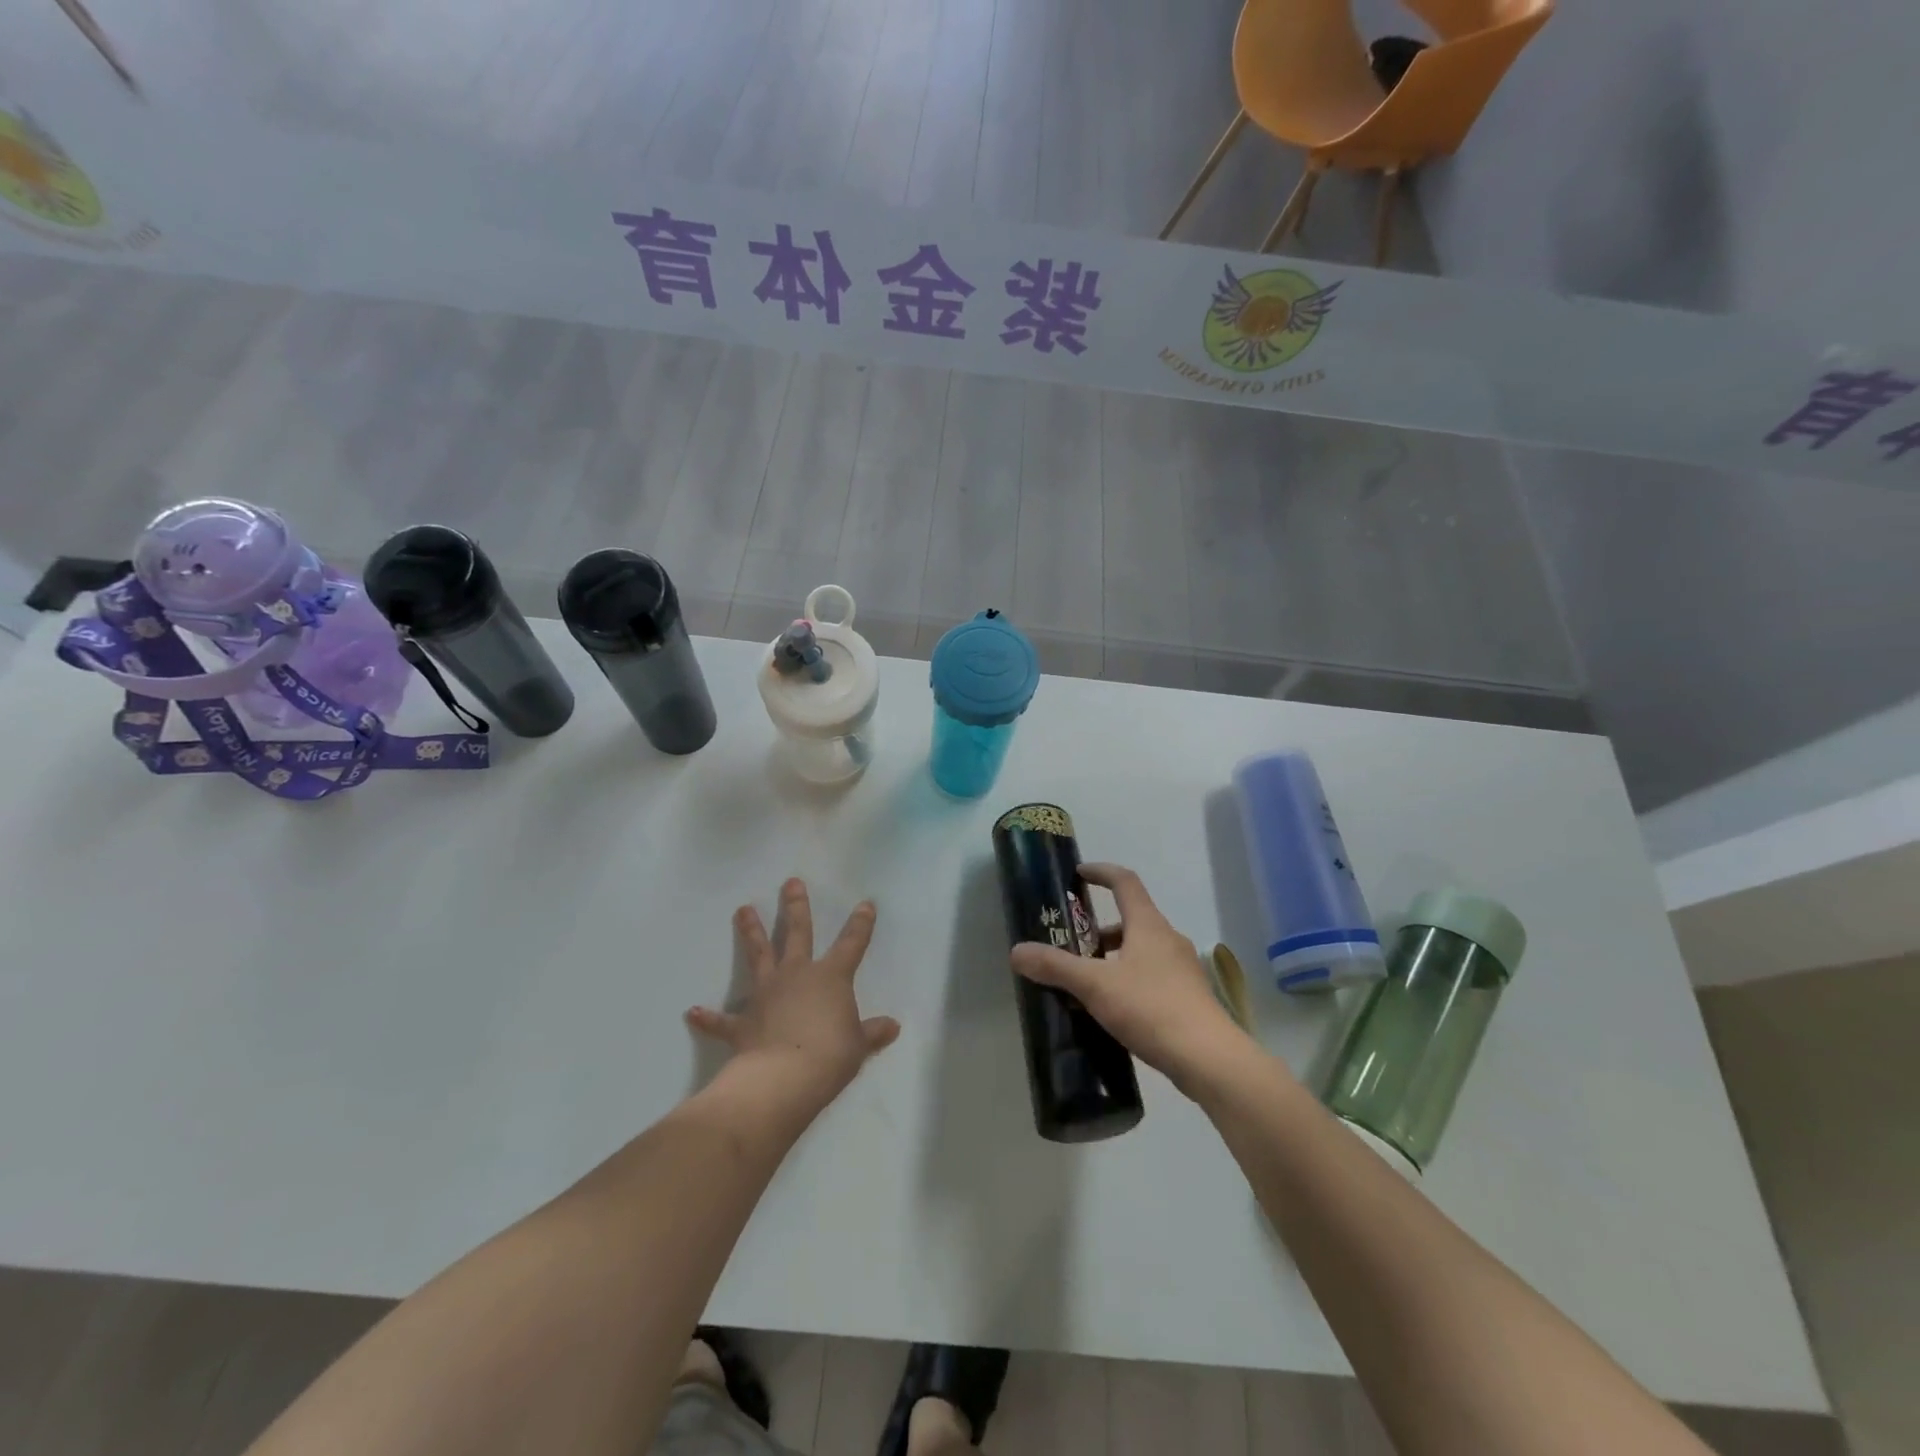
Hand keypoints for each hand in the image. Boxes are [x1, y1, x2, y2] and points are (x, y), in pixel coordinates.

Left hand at [686, 879, 900, 1110]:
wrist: (784, 1078)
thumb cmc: (830, 1056)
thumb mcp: (859, 1045)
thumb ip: (872, 1033)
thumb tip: (892, 1026)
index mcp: (831, 978)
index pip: (852, 944)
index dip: (861, 924)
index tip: (865, 904)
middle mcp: (797, 975)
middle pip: (798, 933)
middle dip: (796, 907)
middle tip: (791, 882)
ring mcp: (767, 994)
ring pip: (759, 955)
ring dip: (750, 932)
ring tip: (743, 909)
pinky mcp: (743, 1022)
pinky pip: (723, 1020)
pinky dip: (708, 1017)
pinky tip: (692, 1012)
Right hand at [1010, 863, 1247, 1092]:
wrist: (1208, 1059)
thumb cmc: (1150, 1008)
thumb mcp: (1095, 985)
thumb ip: (1056, 966)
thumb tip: (1017, 951)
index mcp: (1148, 925)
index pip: (1125, 882)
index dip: (1101, 872)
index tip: (1079, 874)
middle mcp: (1168, 939)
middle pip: (1131, 919)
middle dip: (1099, 928)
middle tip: (1072, 944)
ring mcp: (1182, 969)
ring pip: (1141, 950)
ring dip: (1113, 957)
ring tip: (1086, 982)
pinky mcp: (1188, 997)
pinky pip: (1151, 976)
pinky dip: (1128, 980)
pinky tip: (1112, 1009)